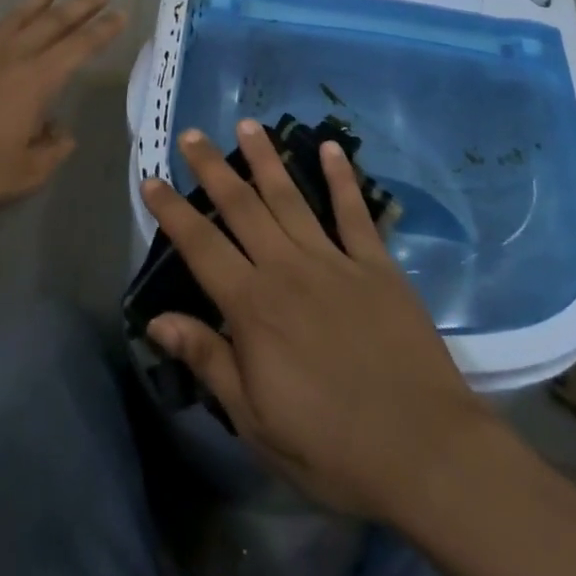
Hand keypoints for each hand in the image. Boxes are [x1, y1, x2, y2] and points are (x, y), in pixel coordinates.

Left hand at [0, 0, 126, 218]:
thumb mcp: (23, 176)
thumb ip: (51, 152)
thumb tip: (60, 132)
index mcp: (36, 82)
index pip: (79, 48)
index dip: (104, 31)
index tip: (121, 14)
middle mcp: (11, 58)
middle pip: (53, 24)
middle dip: (80, 6)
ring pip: (13, 17)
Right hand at [140, 121, 497, 521]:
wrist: (423, 450)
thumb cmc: (330, 445)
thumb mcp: (254, 419)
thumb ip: (208, 359)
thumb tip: (157, 320)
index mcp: (253, 306)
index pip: (200, 247)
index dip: (172, 212)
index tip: (151, 179)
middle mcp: (287, 268)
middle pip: (242, 207)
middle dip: (213, 168)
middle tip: (193, 135)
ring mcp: (334, 261)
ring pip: (290, 197)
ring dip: (266, 159)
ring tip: (247, 125)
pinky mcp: (376, 265)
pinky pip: (354, 212)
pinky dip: (341, 178)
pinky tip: (330, 148)